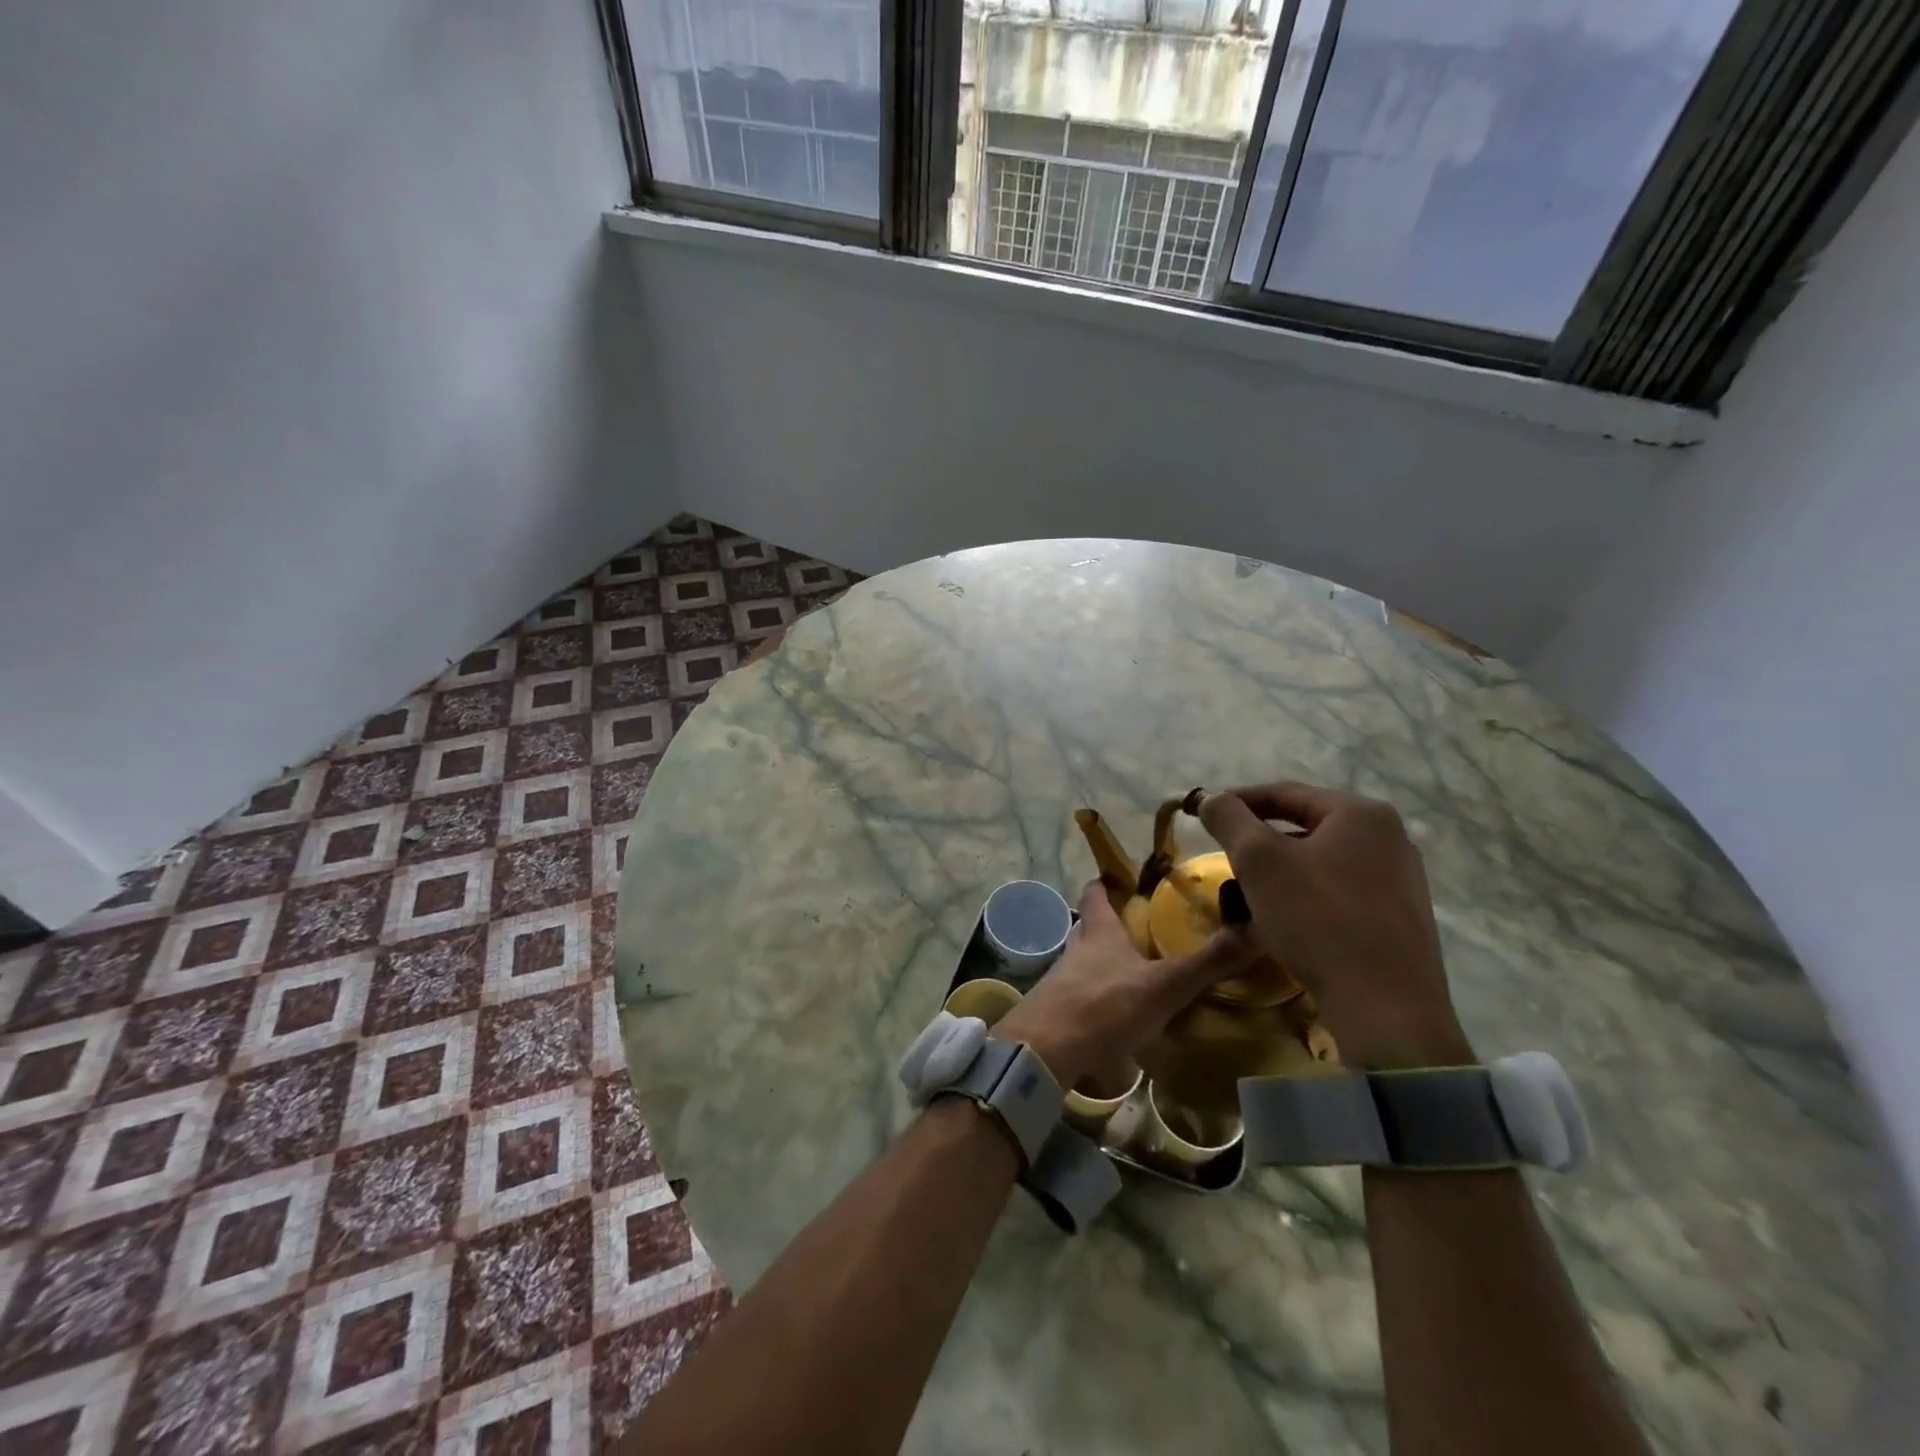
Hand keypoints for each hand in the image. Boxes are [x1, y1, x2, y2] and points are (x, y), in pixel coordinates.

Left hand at [993, 881, 1257, 1093]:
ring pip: (1084, 963)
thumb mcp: (1164, 985)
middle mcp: (1076, 950)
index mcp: (1099, 932)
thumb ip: (1207, 962)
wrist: (1045, 1051)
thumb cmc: (1104, 1006)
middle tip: (1142, 932)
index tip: (1125, 879)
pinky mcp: (1056, 1014)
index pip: (1096, 893)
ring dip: (1105, 965)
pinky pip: (1080, 999)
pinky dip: (1099, 1001)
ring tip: (1136, 975)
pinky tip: (1118, 1018)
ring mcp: (1061, 982)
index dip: (1107, 882)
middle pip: (1090, 928)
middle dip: (1111, 926)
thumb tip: (1256, 929)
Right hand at [1198, 783, 1474, 1069]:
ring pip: (1321, 862)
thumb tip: (1211, 797)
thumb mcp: (1259, 860)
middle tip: (1226, 860)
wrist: (1386, 1007)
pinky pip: (1340, 892)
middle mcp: (1390, 837)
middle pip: (1305, 827)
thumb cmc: (1318, 919)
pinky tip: (1286, 923)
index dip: (1239, 801)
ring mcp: (1401, 879)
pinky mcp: (1401, 918)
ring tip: (1249, 896)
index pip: (1285, 793)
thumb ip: (1229, 819)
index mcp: (1361, 813)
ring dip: (1281, 873)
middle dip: (1260, 843)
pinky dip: (1306, 897)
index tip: (1205, 815)